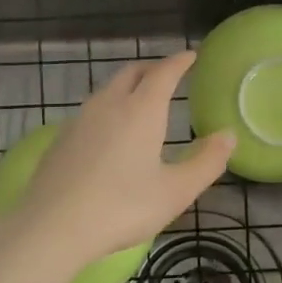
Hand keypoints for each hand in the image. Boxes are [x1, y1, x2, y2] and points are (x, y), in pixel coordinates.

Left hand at [0, 51, 233, 281]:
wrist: (53, 226)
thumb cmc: (122, 208)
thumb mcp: (176, 192)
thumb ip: (207, 162)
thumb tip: (228, 136)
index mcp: (141, 110)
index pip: (164, 73)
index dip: (179, 62)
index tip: (191, 56)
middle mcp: (110, 104)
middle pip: (132, 73)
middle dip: (153, 68)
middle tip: (168, 75)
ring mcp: (80, 118)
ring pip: (108, 89)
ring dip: (128, 86)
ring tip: (140, 100)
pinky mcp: (61, 137)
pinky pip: (91, 109)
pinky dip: (108, 107)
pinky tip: (109, 130)